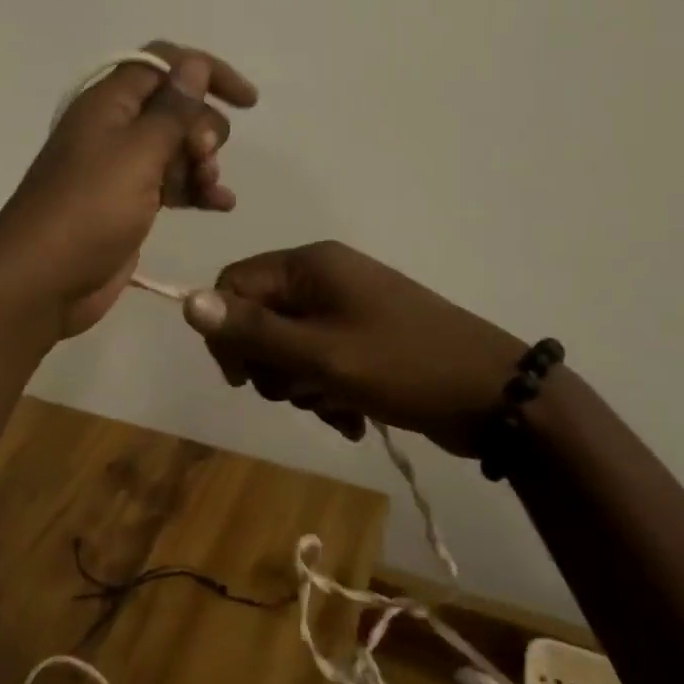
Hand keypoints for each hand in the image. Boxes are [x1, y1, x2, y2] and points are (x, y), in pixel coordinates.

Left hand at [0, 43, 256, 339]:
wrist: (41, 282)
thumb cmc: (89, 209)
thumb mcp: (138, 153)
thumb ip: (172, 109)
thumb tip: (194, 63)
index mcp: (108, 102)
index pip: (163, 63)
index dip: (206, 72)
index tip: (246, 101)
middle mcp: (113, 126)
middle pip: (174, 107)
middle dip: (202, 127)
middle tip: (205, 157)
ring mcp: (120, 166)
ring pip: (176, 146)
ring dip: (202, 162)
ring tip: (211, 190)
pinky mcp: (128, 202)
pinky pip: (171, 182)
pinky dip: (195, 189)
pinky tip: (220, 205)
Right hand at [182, 241, 529, 457]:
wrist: (495, 396)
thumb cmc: (403, 366)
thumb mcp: (322, 354)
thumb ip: (253, 331)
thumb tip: (187, 301)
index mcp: (311, 265)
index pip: (235, 285)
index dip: (228, 332)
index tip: (244, 379)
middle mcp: (325, 277)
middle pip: (260, 318)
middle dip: (271, 365)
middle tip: (299, 392)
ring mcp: (348, 307)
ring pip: (290, 347)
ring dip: (302, 385)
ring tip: (337, 408)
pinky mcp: (366, 337)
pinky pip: (321, 361)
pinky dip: (327, 391)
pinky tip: (353, 418)